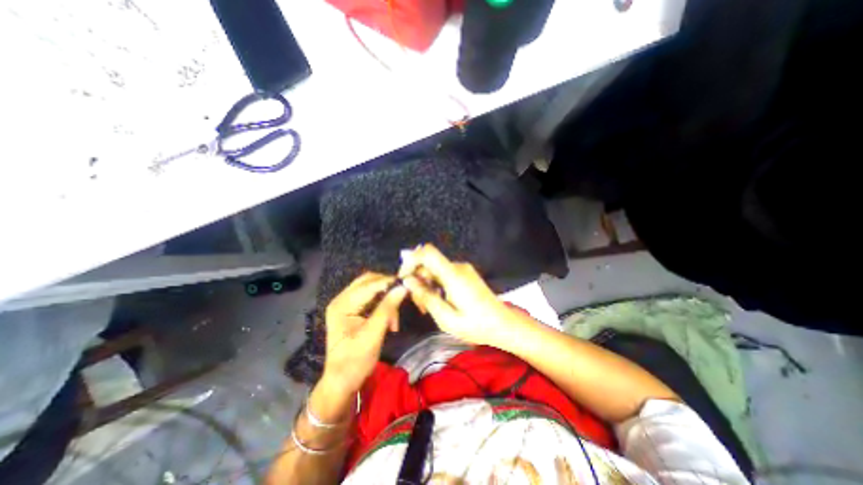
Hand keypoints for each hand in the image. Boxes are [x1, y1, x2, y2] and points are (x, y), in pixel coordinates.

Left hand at [320, 273, 407, 392]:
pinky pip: (372, 298)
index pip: (368, 284)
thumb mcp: (373, 335)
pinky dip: (383, 304)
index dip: (388, 282)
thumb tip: (403, 288)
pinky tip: (390, 318)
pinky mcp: (353, 310)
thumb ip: (387, 309)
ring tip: (394, 318)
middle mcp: (342, 299)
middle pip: (369, 281)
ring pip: (372, 288)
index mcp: (342, 304)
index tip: (408, 284)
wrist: (342, 382)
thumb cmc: (355, 361)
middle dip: (387, 287)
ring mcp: (347, 304)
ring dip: (386, 297)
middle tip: (403, 296)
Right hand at [398, 244, 518, 346]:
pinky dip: (436, 285)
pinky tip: (439, 302)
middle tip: (419, 305)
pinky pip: (444, 274)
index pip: (427, 253)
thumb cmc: (476, 326)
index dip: (411, 260)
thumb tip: (408, 281)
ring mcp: (463, 269)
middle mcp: (458, 267)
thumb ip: (426, 297)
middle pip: (429, 263)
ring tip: (429, 307)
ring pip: (435, 270)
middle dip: (418, 280)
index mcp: (453, 275)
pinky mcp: (465, 274)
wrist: (503, 324)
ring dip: (427, 285)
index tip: (404, 278)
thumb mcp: (446, 319)